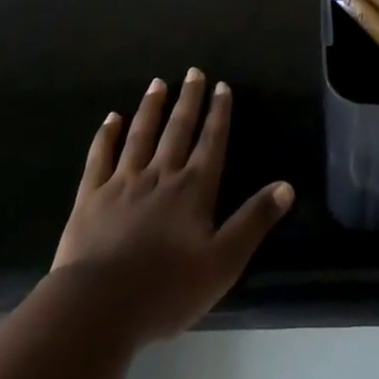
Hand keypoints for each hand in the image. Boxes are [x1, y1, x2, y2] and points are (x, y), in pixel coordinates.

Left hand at [51, 69, 292, 342]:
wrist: (98, 307)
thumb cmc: (166, 290)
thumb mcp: (223, 263)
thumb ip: (254, 221)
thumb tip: (287, 185)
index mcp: (193, 189)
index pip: (211, 142)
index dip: (218, 113)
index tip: (221, 86)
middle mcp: (160, 175)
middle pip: (177, 130)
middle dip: (189, 100)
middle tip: (193, 72)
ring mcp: (123, 183)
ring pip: (140, 136)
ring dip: (151, 108)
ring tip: (157, 83)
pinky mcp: (91, 197)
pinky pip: (100, 157)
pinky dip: (106, 136)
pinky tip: (111, 118)